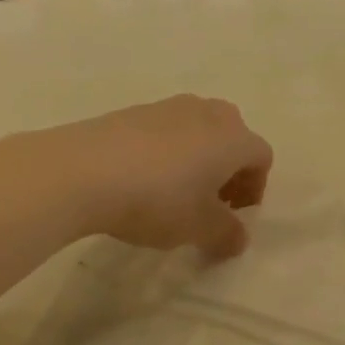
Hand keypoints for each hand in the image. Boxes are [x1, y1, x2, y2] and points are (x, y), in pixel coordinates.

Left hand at [27, 95, 272, 259]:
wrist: (83, 171)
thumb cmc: (157, 199)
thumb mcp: (199, 228)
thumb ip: (227, 234)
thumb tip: (238, 238)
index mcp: (233, 137)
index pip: (261, 157)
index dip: (255, 188)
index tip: (235, 216)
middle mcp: (207, 113)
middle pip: (232, 136)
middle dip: (228, 168)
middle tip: (211, 200)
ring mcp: (168, 106)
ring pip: (198, 130)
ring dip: (197, 158)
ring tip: (175, 191)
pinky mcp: (133, 110)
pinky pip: (165, 130)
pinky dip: (166, 151)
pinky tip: (142, 179)